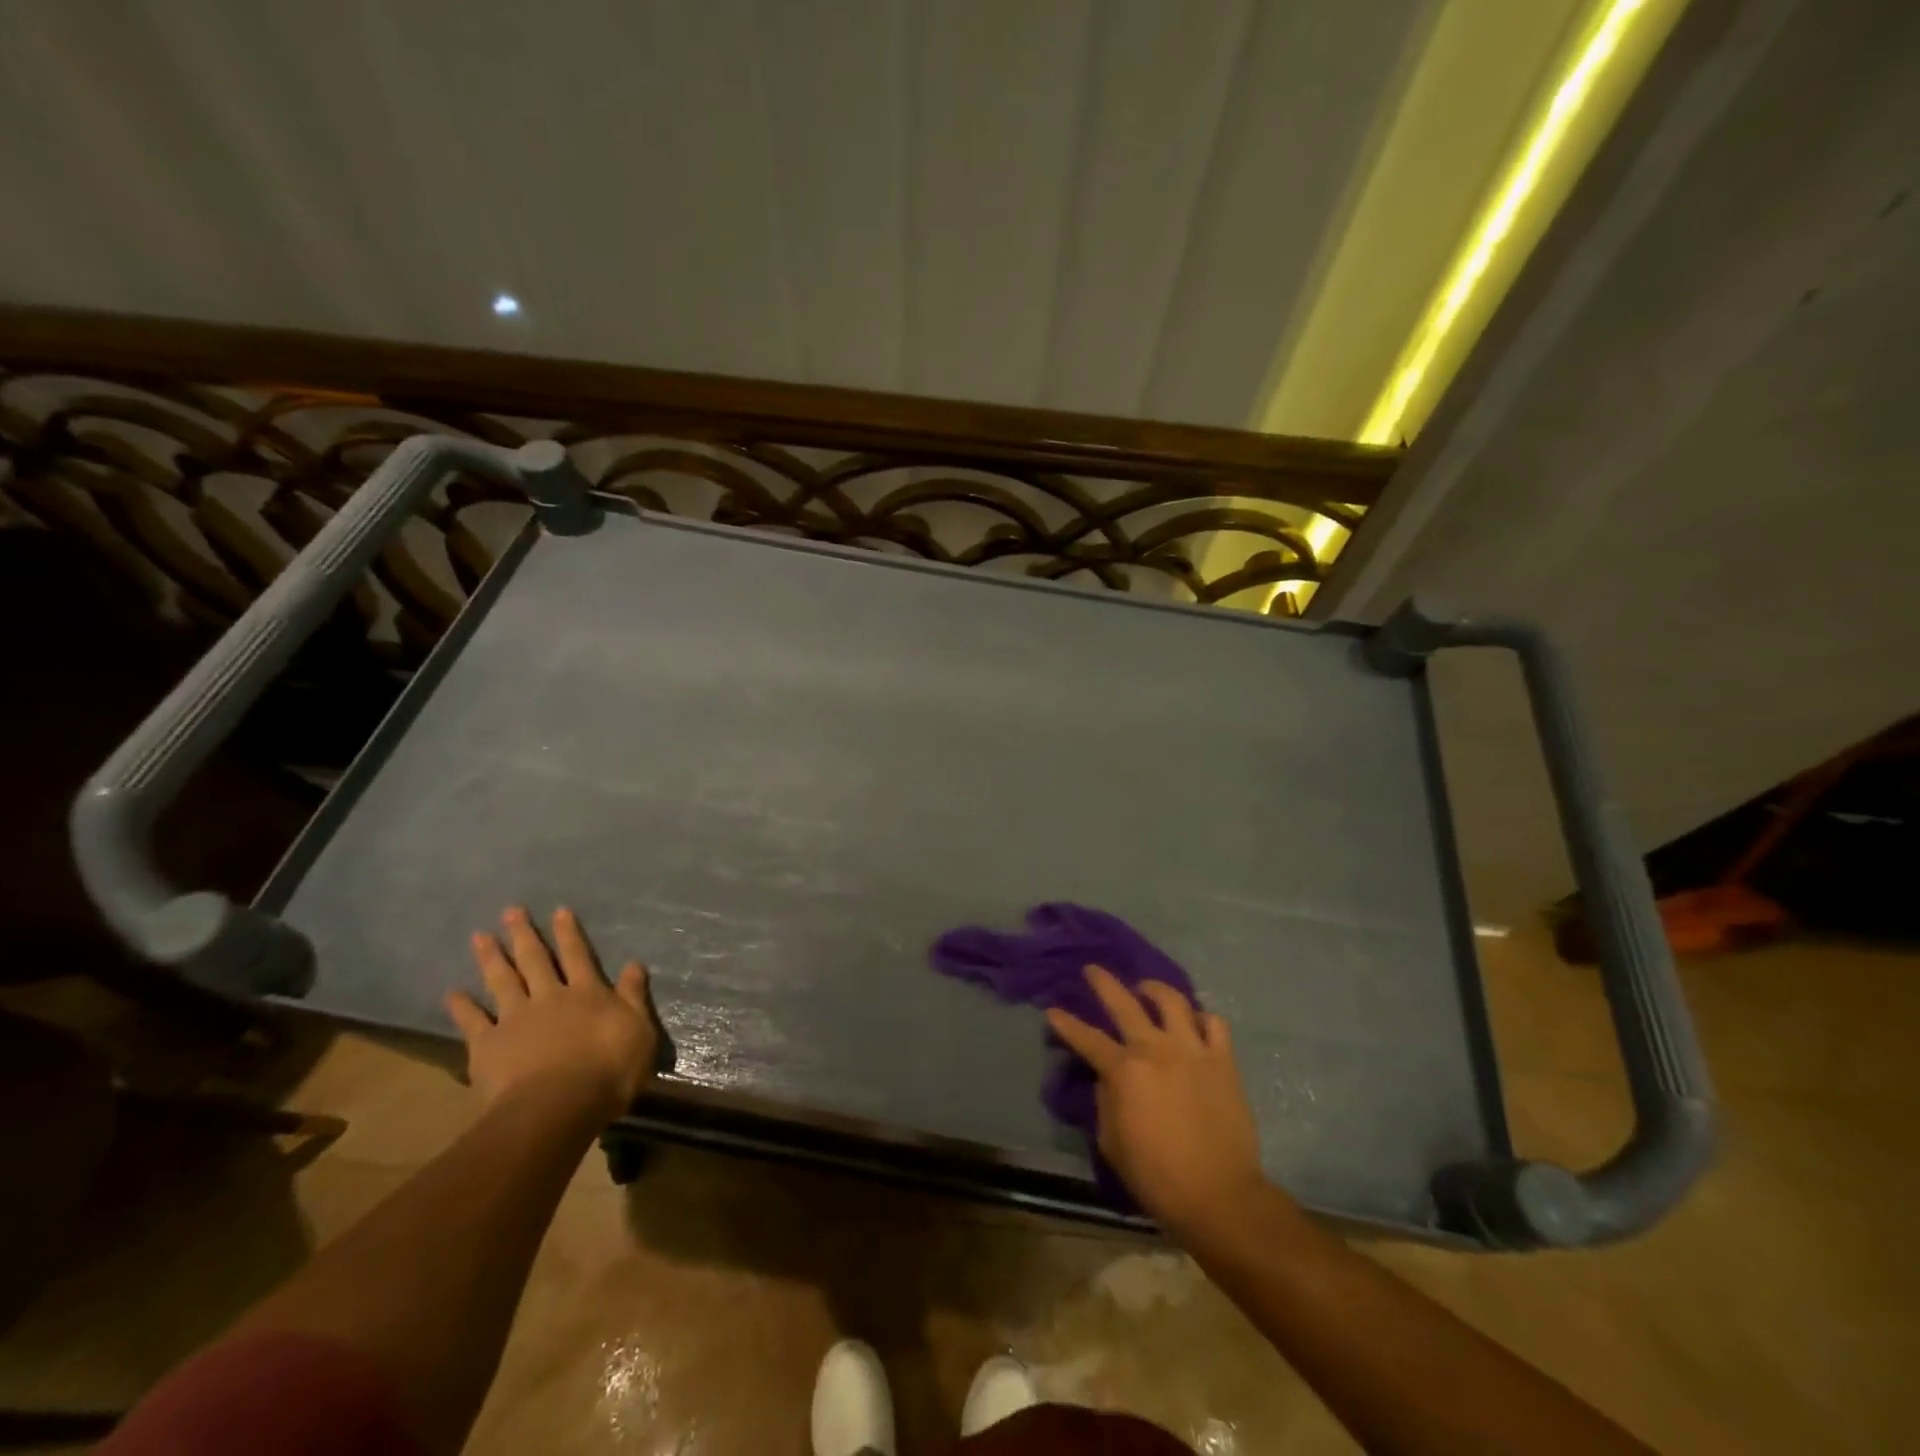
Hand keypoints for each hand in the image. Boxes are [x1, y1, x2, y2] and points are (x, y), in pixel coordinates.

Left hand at [445, 906, 656, 1123]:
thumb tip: (634, 964)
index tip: (558, 910)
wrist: (559, 1106)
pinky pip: (473, 1021)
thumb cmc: (609, 1070)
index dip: (569, 933)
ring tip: (480, 936)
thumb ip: (633, 996)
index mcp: (587, 993)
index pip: (578, 956)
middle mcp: (550, 998)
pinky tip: (452, 993)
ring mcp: (516, 1019)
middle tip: (510, 911)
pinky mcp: (488, 1045)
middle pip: (535, 960)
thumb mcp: (638, 1030)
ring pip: (503, 981)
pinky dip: (462, 1006)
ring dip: (491, 958)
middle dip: (524, 935)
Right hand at [1047, 966, 1270, 1239]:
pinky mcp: (1223, 1060)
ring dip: (1154, 989)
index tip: (1053, 1011)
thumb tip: (1107, 1080)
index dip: (1066, 1024)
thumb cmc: (1157, 1176)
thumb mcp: (1112, 1143)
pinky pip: (1214, 1023)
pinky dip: (1201, 1016)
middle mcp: (1156, 1048)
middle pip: (1125, 1003)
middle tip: (1093, 970)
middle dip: (1104, 983)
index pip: (1087, 1039)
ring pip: (1172, 1001)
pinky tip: (1192, 1020)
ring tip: (1145, 989)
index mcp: (1124, 1071)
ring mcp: (1193, 1050)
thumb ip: (1105, 1102)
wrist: (1219, 1196)